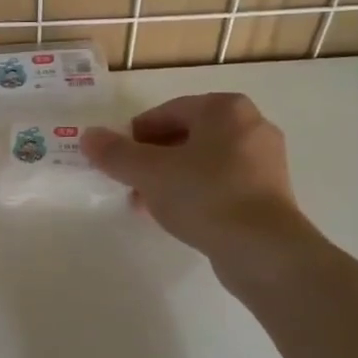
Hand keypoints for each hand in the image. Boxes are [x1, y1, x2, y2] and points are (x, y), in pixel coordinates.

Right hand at [82, 93, 304, 257]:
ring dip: (170, 178)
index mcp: (225, 109)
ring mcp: (264, 161)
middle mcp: (250, 126)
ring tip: (145, 203)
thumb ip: (116, 153)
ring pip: (203, 162)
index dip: (136, 134)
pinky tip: (176, 216)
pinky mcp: (268, 193)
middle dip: (152, 158)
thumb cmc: (204, 195)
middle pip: (186, 136)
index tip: (116, 158)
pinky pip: (221, 184)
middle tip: (128, 181)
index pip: (168, 111)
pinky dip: (195, 193)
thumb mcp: (149, 172)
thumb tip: (88, 136)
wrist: (262, 249)